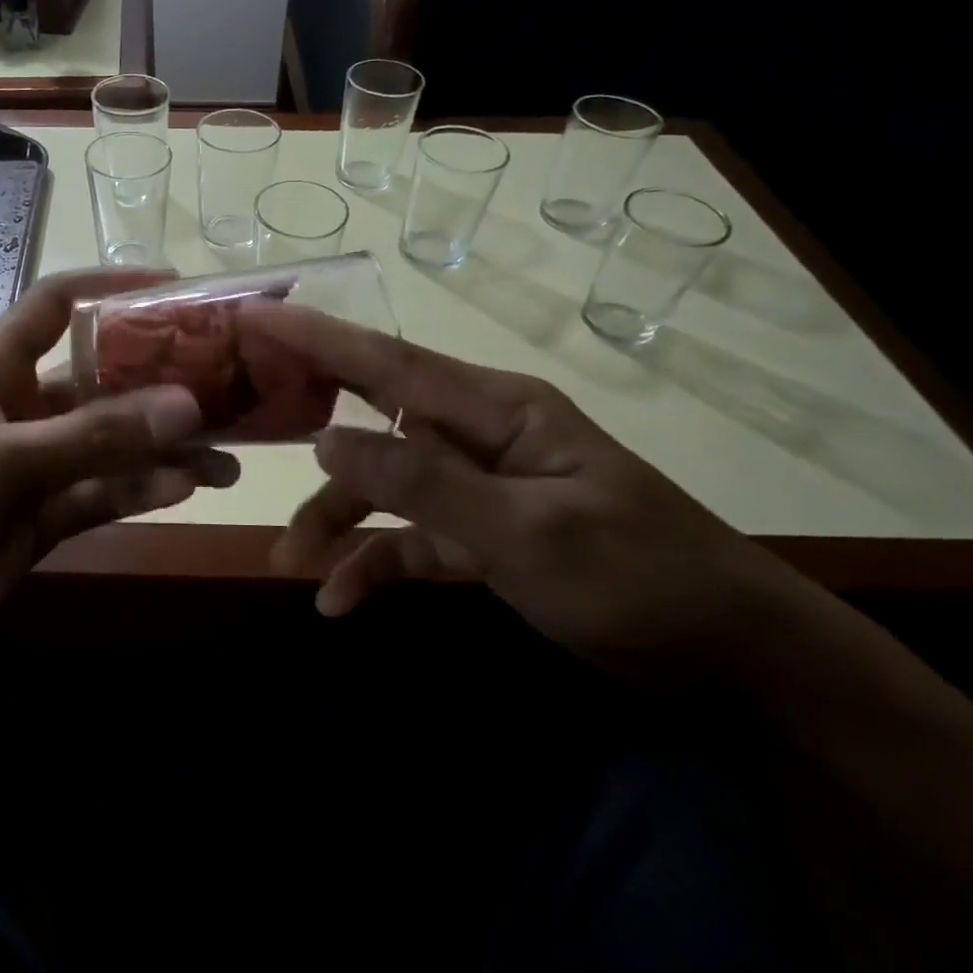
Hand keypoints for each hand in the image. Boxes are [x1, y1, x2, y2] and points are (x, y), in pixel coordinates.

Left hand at [0, 270, 238, 674]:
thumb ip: (91, 437)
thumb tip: (187, 405)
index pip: (56, 304)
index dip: (111, 287)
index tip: (178, 286)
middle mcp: (21, 409)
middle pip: (101, 378)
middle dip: (160, 379)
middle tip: (229, 383)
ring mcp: (36, 467)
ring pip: (113, 444)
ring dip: (166, 446)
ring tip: (230, 454)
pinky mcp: (44, 519)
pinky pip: (105, 494)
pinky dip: (143, 490)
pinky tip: (188, 487)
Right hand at [244, 302, 815, 681]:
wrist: (733, 658)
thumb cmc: (640, 579)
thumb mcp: (527, 534)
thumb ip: (422, 484)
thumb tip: (326, 442)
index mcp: (495, 409)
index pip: (387, 362)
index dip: (315, 336)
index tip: (252, 314)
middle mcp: (476, 435)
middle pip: (373, 416)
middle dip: (307, 420)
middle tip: (239, 412)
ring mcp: (476, 487)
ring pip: (382, 488)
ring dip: (335, 521)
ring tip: (291, 563)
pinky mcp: (479, 537)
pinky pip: (409, 539)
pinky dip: (374, 564)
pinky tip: (339, 600)